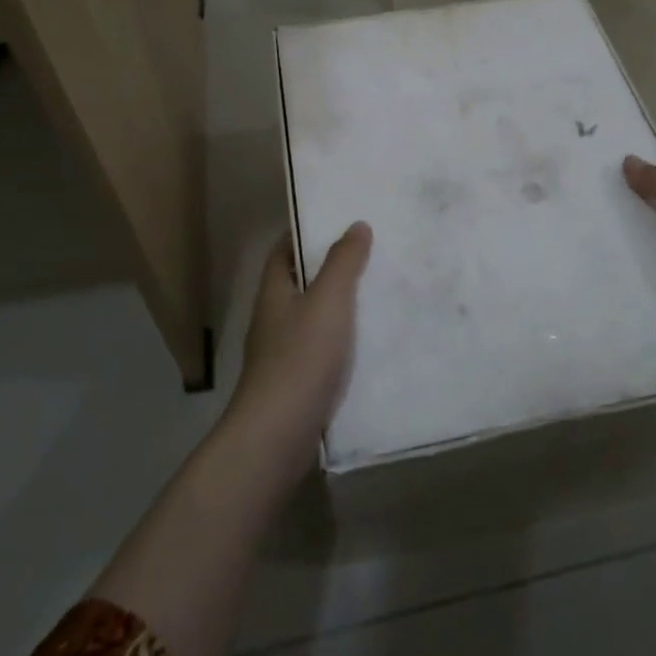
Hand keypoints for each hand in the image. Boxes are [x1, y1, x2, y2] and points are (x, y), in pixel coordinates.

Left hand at [224, 222, 372, 472]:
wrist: (279, 435)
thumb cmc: (301, 358)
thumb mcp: (328, 301)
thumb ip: (343, 262)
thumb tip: (356, 225)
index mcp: (274, 292)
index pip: (283, 250)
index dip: (306, 232)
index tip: (338, 220)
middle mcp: (274, 318)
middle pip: (300, 282)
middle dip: (331, 267)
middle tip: (371, 253)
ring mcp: (283, 353)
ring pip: (315, 317)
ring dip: (341, 305)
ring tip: (381, 291)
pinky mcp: (298, 382)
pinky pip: (324, 349)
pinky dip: (345, 340)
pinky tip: (373, 341)